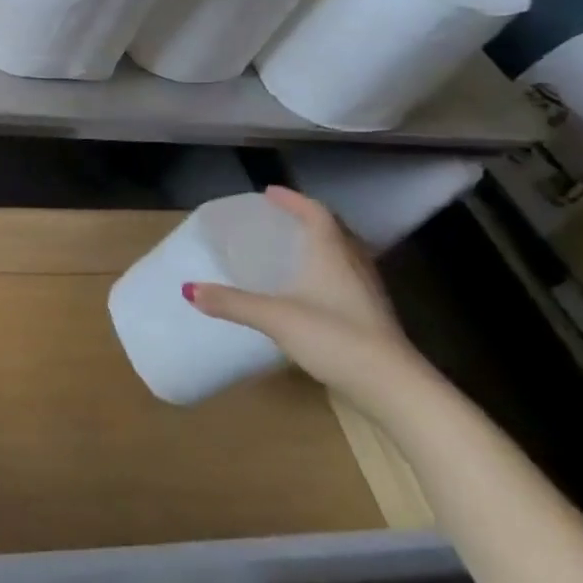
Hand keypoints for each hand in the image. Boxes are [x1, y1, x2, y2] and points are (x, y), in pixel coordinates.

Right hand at [187, 187, 432, 418]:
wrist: (394, 389)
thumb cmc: (336, 338)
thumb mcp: (275, 317)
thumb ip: (231, 302)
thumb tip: (188, 289)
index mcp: (333, 254)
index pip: (316, 214)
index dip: (294, 200)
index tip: (269, 193)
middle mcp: (354, 266)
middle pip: (335, 231)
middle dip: (308, 219)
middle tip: (281, 218)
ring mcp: (367, 294)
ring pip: (344, 255)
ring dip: (321, 245)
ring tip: (293, 248)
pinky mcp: (371, 318)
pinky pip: (346, 280)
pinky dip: (327, 272)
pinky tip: (310, 290)